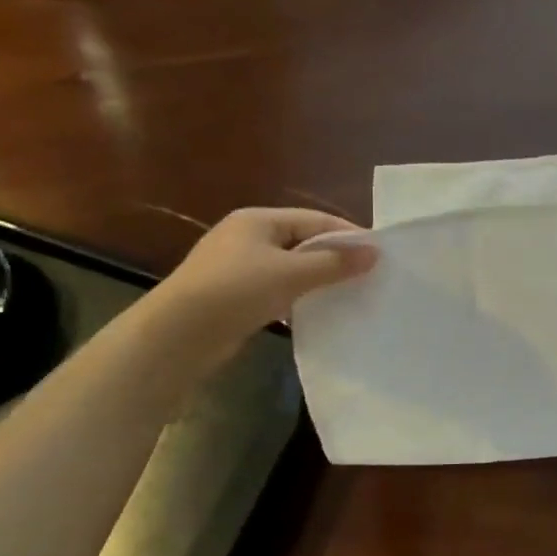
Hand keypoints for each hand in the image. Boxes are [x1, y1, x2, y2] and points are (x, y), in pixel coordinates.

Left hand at [147, 208, 376, 363]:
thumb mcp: (291, 273)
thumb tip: (375, 253)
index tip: (378, 253)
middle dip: (334, 258)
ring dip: (317, 280)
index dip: (348, 234)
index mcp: (257, 220)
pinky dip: (298, 297)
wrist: (177, 336)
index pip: (314, 220)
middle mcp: (246, 237)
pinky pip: (277, 290)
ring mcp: (237, 267)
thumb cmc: (236, 291)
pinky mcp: (234, 296)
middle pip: (302, 242)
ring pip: (290, 268)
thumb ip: (334, 263)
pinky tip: (318, 311)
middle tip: (368, 275)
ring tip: (350, 293)